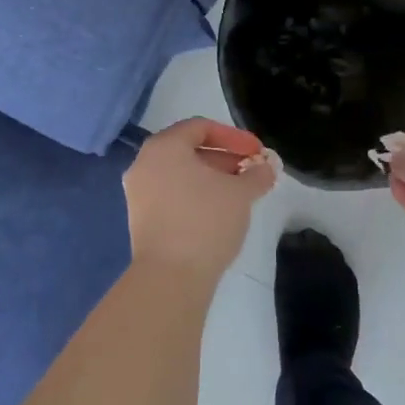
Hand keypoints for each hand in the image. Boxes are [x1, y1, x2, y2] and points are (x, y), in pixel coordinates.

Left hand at [124, 118, 276, 282]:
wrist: (170, 277)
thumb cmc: (205, 221)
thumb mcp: (240, 194)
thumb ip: (256, 175)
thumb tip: (266, 167)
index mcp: (164, 146)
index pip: (200, 128)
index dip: (233, 136)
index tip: (257, 152)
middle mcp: (144, 163)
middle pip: (188, 149)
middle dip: (223, 158)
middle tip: (251, 172)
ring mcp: (139, 191)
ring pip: (180, 173)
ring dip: (211, 177)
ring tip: (239, 193)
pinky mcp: (141, 218)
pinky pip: (171, 193)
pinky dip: (195, 194)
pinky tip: (218, 212)